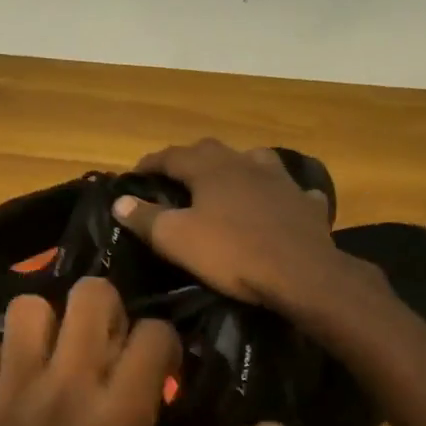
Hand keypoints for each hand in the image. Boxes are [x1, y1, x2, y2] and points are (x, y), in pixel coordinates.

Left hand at [0, 277, 285, 425]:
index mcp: (122, 413)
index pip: (154, 332)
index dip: (166, 347)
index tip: (161, 377)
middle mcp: (66, 387)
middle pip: (90, 295)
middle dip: (110, 312)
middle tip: (110, 350)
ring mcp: (10, 394)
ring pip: (28, 309)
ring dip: (49, 325)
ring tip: (59, 360)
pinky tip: (8, 387)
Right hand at [110, 139, 343, 308]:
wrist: (301, 273)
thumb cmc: (232, 253)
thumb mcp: (177, 239)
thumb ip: (146, 218)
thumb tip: (119, 200)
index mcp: (210, 168)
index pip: (172, 155)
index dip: (150, 163)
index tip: (135, 174)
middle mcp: (245, 163)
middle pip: (212, 152)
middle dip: (190, 161)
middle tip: (176, 178)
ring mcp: (280, 180)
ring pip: (254, 162)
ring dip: (236, 168)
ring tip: (227, 183)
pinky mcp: (305, 203)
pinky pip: (289, 191)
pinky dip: (278, 194)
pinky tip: (278, 204)